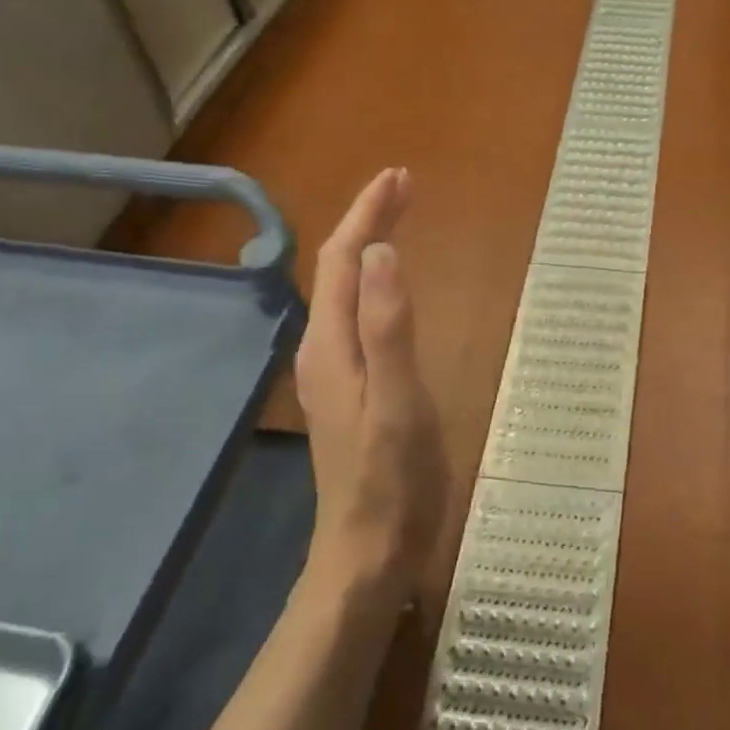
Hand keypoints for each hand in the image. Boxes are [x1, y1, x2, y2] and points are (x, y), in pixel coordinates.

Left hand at [295, 168, 444, 599]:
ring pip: (347, 289)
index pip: (345, 259)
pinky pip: (358, 313)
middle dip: (369, 221)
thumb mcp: (397, 401)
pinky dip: (375, 281)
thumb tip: (383, 251)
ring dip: (371, 247)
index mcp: (332, 345)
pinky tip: (391, 286)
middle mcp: (324, 349)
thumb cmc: (391, 480)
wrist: (369, 552)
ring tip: (399, 219)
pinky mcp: (352, 387)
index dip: (369, 213)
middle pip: (341, 268)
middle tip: (404, 186)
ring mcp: (336, 371)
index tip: (399, 176)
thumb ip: (389, 327)